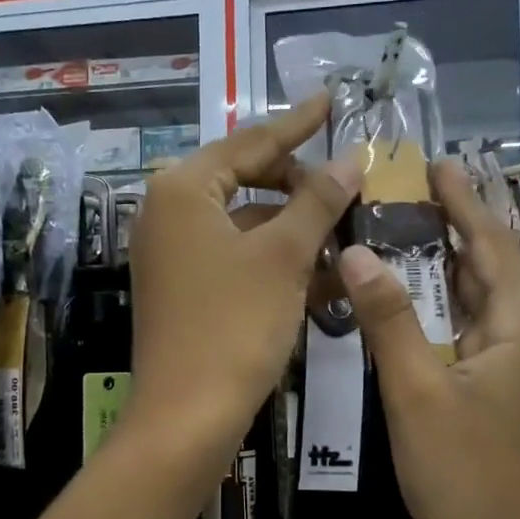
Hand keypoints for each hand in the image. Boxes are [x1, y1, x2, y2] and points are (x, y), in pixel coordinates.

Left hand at [128, 94, 358, 448]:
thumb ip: (318, 200)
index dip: (297, 123)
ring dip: (295, 226)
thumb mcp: (284, 256)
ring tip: (348, 229)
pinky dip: (276, 260)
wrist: (187, 418)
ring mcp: (173, 254)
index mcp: (182, 189)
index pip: (250, 141)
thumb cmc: (234, 325)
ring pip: (245, 223)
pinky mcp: (184, 289)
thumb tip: (350, 158)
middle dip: (300, 183)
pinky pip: (237, 258)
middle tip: (348, 184)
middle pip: (244, 179)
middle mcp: (169, 213)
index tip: (332, 101)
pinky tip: (325, 272)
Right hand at [338, 160, 519, 518]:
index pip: (493, 243)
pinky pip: (475, 332)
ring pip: (481, 301)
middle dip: (453, 227)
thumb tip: (356, 250)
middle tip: (407, 192)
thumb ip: (388, 318)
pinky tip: (414, 301)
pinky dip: (445, 308)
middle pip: (490, 267)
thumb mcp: (415, 392)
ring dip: (447, 268)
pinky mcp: (507, 391)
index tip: (437, 162)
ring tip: (406, 231)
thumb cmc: (461, 474)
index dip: (464, 200)